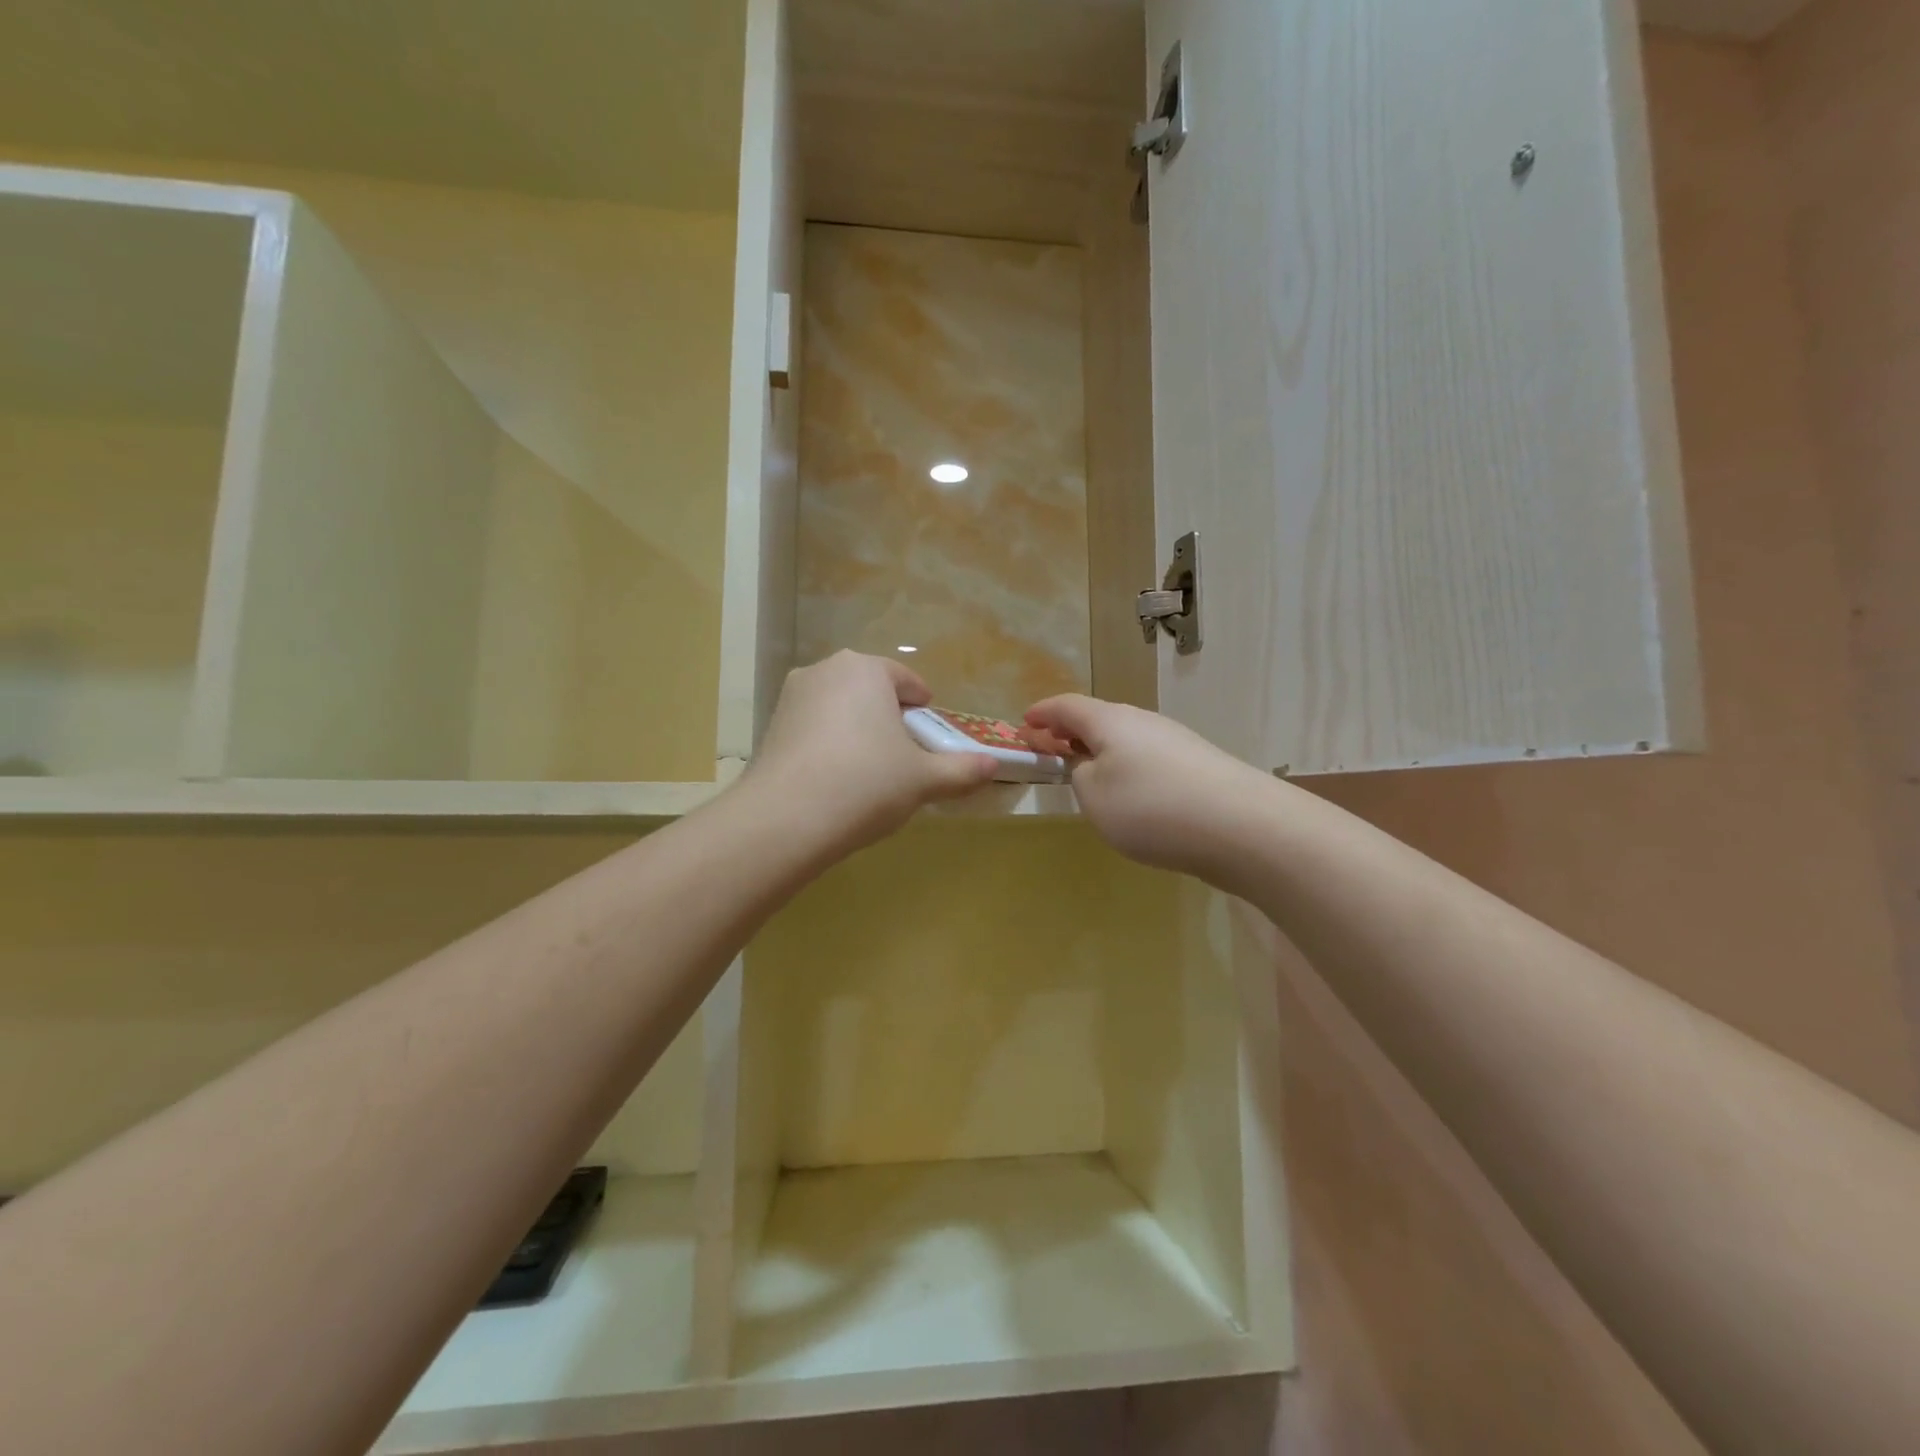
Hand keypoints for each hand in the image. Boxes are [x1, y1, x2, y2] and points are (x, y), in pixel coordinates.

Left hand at [748, 651, 997, 854]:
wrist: (786, 819)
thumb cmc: (866, 783)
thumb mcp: (924, 779)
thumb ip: (962, 769)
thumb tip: (993, 765)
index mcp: (866, 669)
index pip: (906, 681)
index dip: (923, 709)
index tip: (930, 736)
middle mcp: (826, 671)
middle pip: (870, 692)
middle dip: (889, 719)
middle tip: (904, 757)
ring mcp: (792, 697)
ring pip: (839, 709)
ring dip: (858, 731)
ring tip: (869, 773)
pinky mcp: (770, 726)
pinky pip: (813, 729)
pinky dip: (829, 746)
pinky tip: (836, 781)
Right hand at [1024, 694, 1266, 879]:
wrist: (1242, 826)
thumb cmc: (1151, 807)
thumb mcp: (1094, 797)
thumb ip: (1081, 777)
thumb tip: (1092, 767)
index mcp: (1110, 721)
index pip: (1066, 706)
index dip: (1041, 714)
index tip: (1023, 726)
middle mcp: (1143, 722)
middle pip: (1099, 719)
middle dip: (1070, 733)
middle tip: (1051, 752)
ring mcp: (1175, 742)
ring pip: (1126, 740)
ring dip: (1101, 752)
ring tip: (1089, 778)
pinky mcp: (1198, 766)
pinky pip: (1149, 759)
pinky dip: (1128, 769)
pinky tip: (1133, 798)